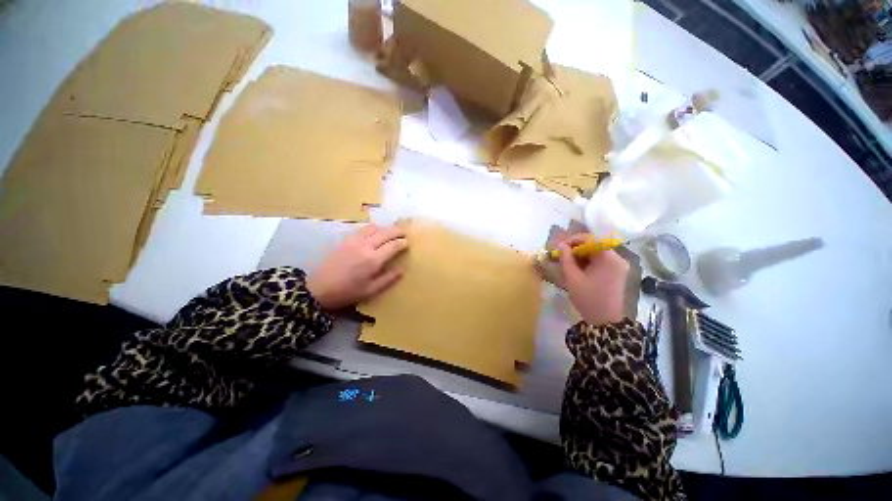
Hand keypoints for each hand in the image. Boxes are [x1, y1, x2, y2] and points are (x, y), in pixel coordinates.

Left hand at [307, 224, 407, 310]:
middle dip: (397, 231)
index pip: (393, 245)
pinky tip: (374, 233)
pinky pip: (362, 229)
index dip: (402, 242)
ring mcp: (354, 240)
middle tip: (404, 232)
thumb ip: (388, 279)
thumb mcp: (370, 291)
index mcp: (373, 260)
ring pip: (374, 228)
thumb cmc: (347, 292)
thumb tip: (401, 270)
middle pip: (385, 232)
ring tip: (390, 232)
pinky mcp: (345, 239)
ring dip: (385, 228)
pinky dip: (373, 228)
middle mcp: (365, 246)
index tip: (407, 243)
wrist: (319, 288)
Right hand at [558, 234, 628, 325]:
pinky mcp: (617, 273)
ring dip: (581, 256)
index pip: (590, 239)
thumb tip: (560, 244)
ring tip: (567, 263)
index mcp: (609, 258)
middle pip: (594, 245)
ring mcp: (618, 266)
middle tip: (562, 255)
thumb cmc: (588, 298)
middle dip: (576, 249)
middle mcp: (617, 258)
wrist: (605, 321)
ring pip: (596, 253)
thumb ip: (566, 258)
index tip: (560, 247)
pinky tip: (578, 269)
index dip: (573, 240)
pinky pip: (600, 261)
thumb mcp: (572, 277)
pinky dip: (588, 262)